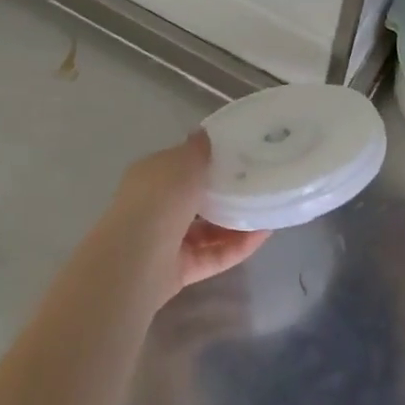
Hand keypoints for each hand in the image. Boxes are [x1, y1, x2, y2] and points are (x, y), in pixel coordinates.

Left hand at [105, 132, 270, 297]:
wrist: (137, 259)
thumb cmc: (158, 199)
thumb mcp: (182, 161)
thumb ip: (197, 149)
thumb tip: (205, 135)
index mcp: (152, 177)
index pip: (181, 166)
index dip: (207, 161)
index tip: (240, 155)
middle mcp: (157, 208)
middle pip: (197, 199)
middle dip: (225, 193)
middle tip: (258, 184)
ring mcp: (168, 241)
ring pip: (208, 230)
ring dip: (237, 221)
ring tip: (268, 210)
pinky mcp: (182, 270)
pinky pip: (215, 255)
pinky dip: (238, 246)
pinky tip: (264, 235)